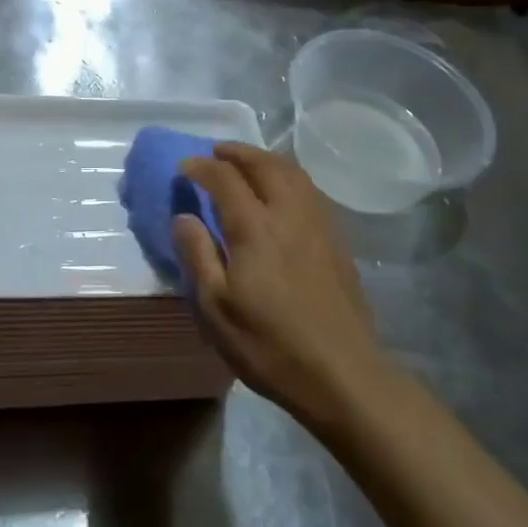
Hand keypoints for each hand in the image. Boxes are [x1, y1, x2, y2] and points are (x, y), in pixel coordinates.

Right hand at [174, 143, 385, 427]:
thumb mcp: (216, 308)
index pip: (225, 178)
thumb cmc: (269, 345)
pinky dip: (289, 177)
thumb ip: (197, 255)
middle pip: (265, 164)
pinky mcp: (338, 241)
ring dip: (266, 159)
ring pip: (293, 173)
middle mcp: (289, 214)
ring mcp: (319, 225)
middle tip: (216, 153)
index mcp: (255, 227)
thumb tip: (183, 216)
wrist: (343, 374)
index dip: (202, 167)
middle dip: (237, 152)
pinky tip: (282, 194)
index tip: (184, 167)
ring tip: (248, 165)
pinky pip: (310, 191)